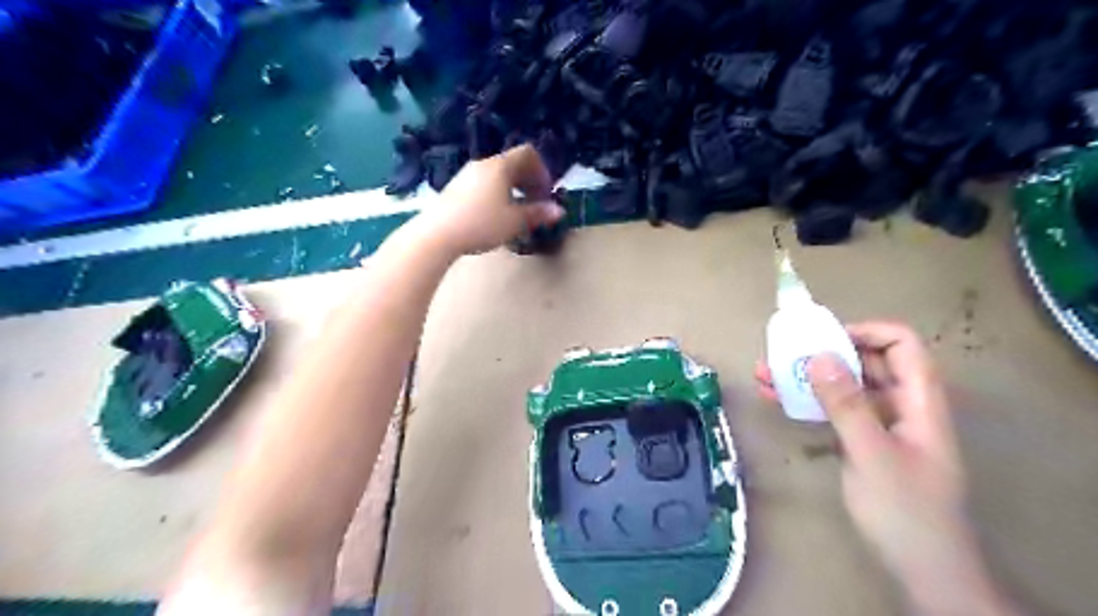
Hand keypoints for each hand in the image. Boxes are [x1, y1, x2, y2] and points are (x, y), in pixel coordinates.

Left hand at [413, 143, 566, 253]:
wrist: (438, 234)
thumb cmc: (481, 224)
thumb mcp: (514, 222)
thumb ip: (537, 214)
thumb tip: (559, 211)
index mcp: (500, 166)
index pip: (527, 154)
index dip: (542, 171)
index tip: (546, 192)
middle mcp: (483, 164)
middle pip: (512, 163)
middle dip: (529, 181)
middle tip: (536, 203)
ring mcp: (466, 175)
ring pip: (497, 175)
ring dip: (512, 189)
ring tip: (516, 212)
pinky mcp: (455, 188)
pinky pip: (483, 184)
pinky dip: (496, 193)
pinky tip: (494, 216)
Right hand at [756, 324, 1020, 612]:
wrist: (923, 569)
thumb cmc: (905, 511)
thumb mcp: (871, 454)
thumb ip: (847, 404)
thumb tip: (818, 355)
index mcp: (919, 401)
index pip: (901, 344)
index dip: (865, 332)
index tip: (822, 338)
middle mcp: (902, 405)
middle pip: (867, 361)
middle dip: (822, 353)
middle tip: (781, 355)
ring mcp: (882, 424)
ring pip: (845, 386)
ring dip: (806, 377)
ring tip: (764, 375)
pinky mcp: (864, 441)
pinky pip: (835, 409)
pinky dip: (808, 401)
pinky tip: (777, 400)